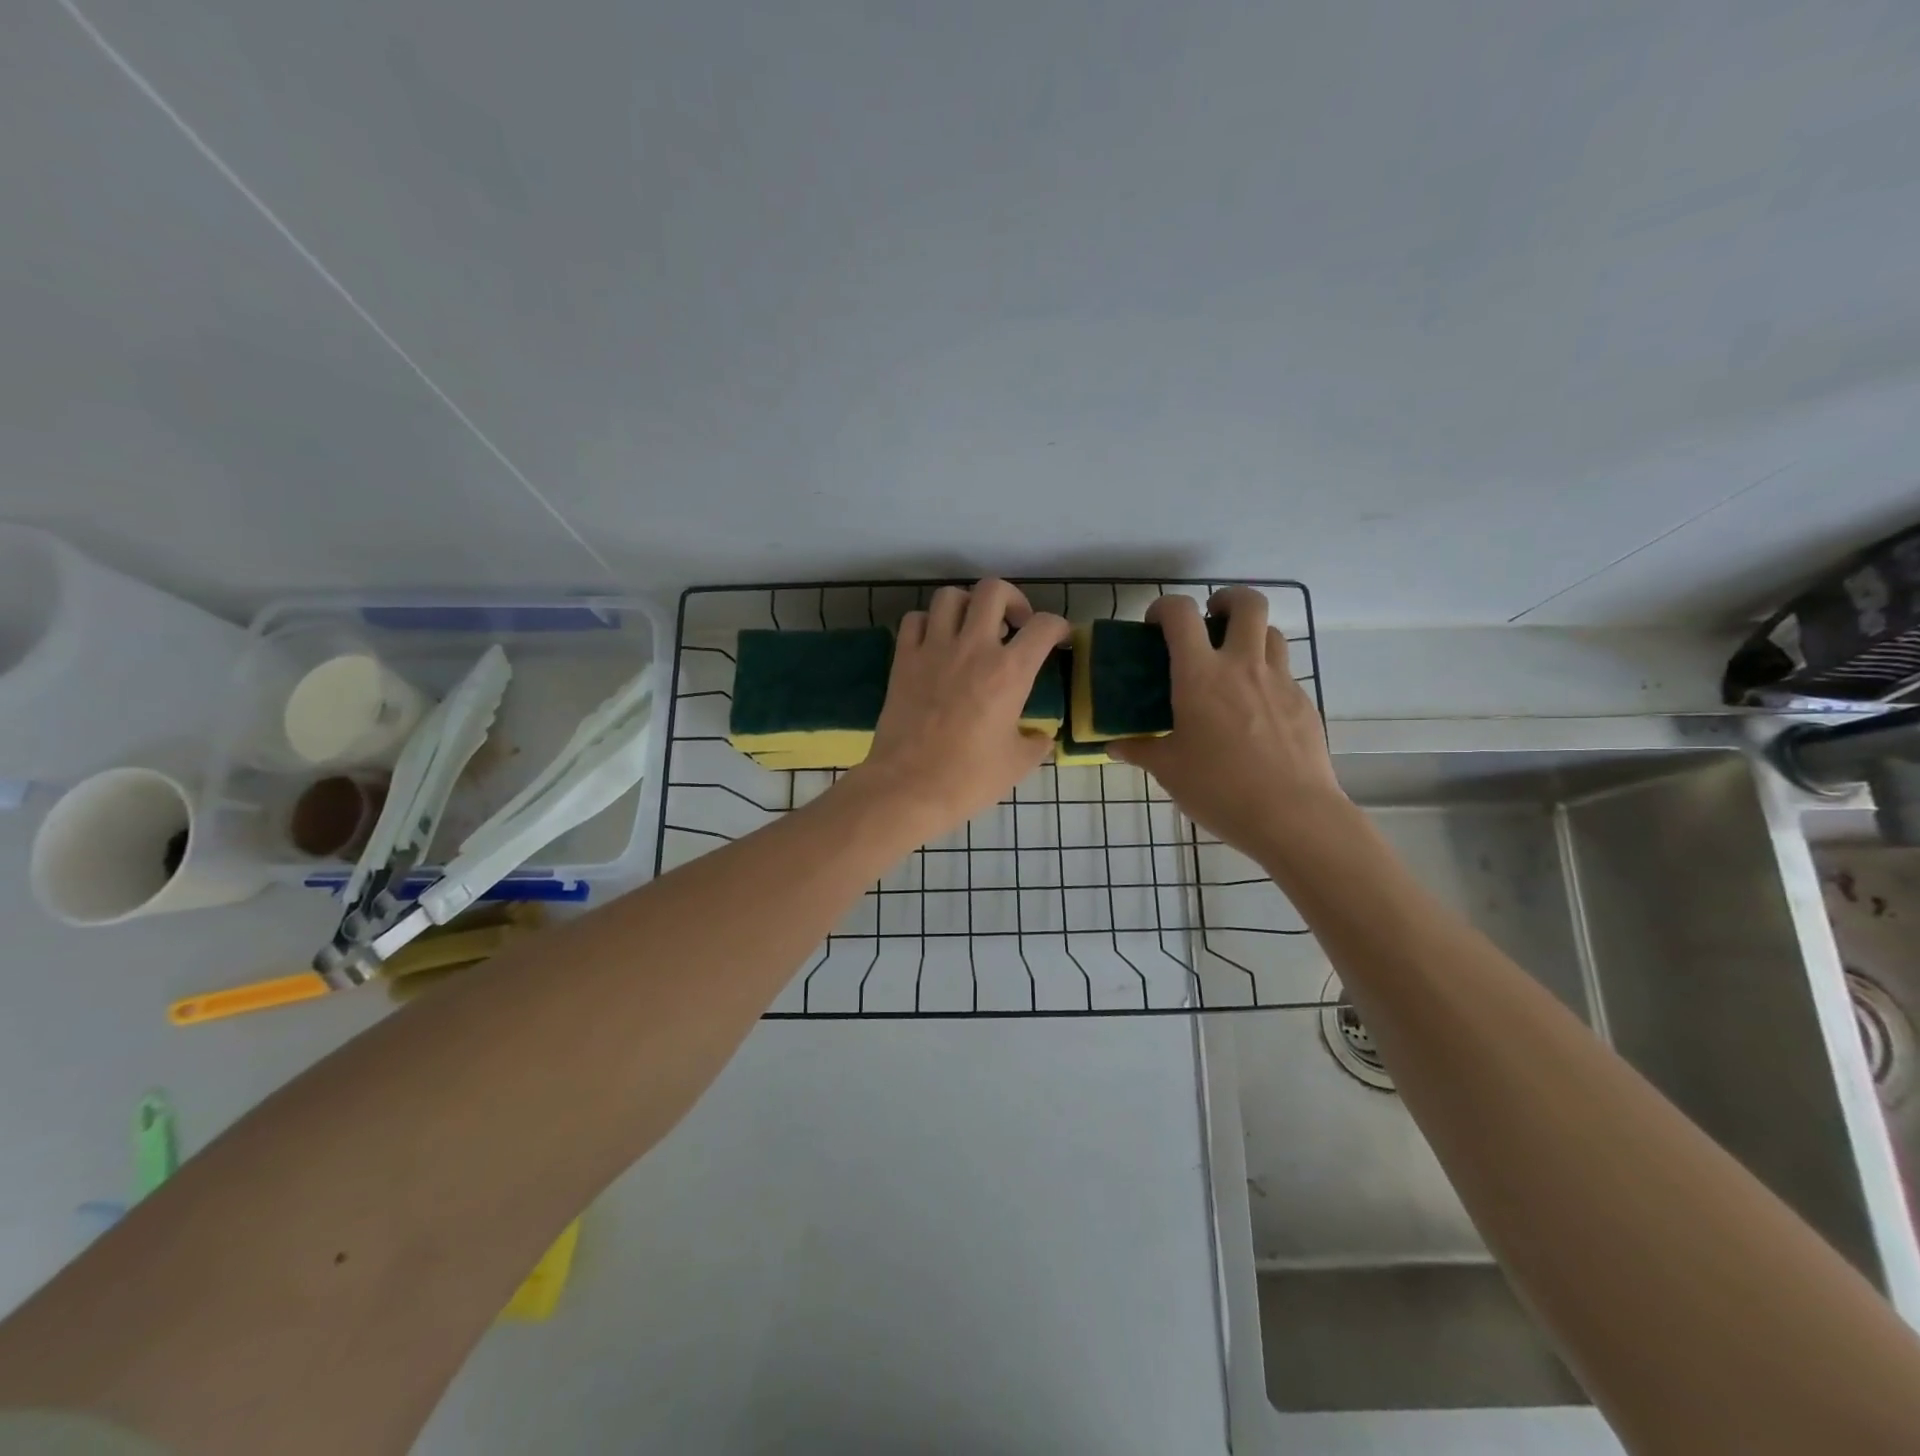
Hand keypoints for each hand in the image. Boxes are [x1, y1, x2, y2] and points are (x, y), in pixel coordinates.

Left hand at [846, 579, 1070, 839]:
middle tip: (1014, 624)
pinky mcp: (903, 660)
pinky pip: (914, 621)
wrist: (908, 788)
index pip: (1043, 625)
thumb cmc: (969, 779)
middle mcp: (973, 648)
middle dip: (1011, 599)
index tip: (1058, 638)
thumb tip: (1041, 736)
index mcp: (1009, 671)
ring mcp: (933, 650)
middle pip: (993, 590)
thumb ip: (1036, 742)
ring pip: (949, 596)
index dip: (1058, 626)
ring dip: (967, 605)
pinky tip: (935, 643)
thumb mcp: (1018, 764)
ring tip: (972, 629)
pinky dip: (927, 623)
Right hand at [1111, 587, 1350, 866]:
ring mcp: (1280, 681)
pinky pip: (1285, 672)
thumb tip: (1115, 746)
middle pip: (1247, 603)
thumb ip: (1140, 750)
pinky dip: (1267, 674)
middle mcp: (1243, 666)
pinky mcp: (1304, 703)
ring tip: (1234, 660)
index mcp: (1200, 676)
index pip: (1181, 615)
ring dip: (1251, 634)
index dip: (1165, 607)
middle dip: (1226, 599)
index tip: (1156, 624)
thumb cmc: (1219, 788)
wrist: (1292, 815)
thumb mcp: (1169, 770)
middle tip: (1210, 620)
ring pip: (1272, 632)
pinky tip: (1255, 708)